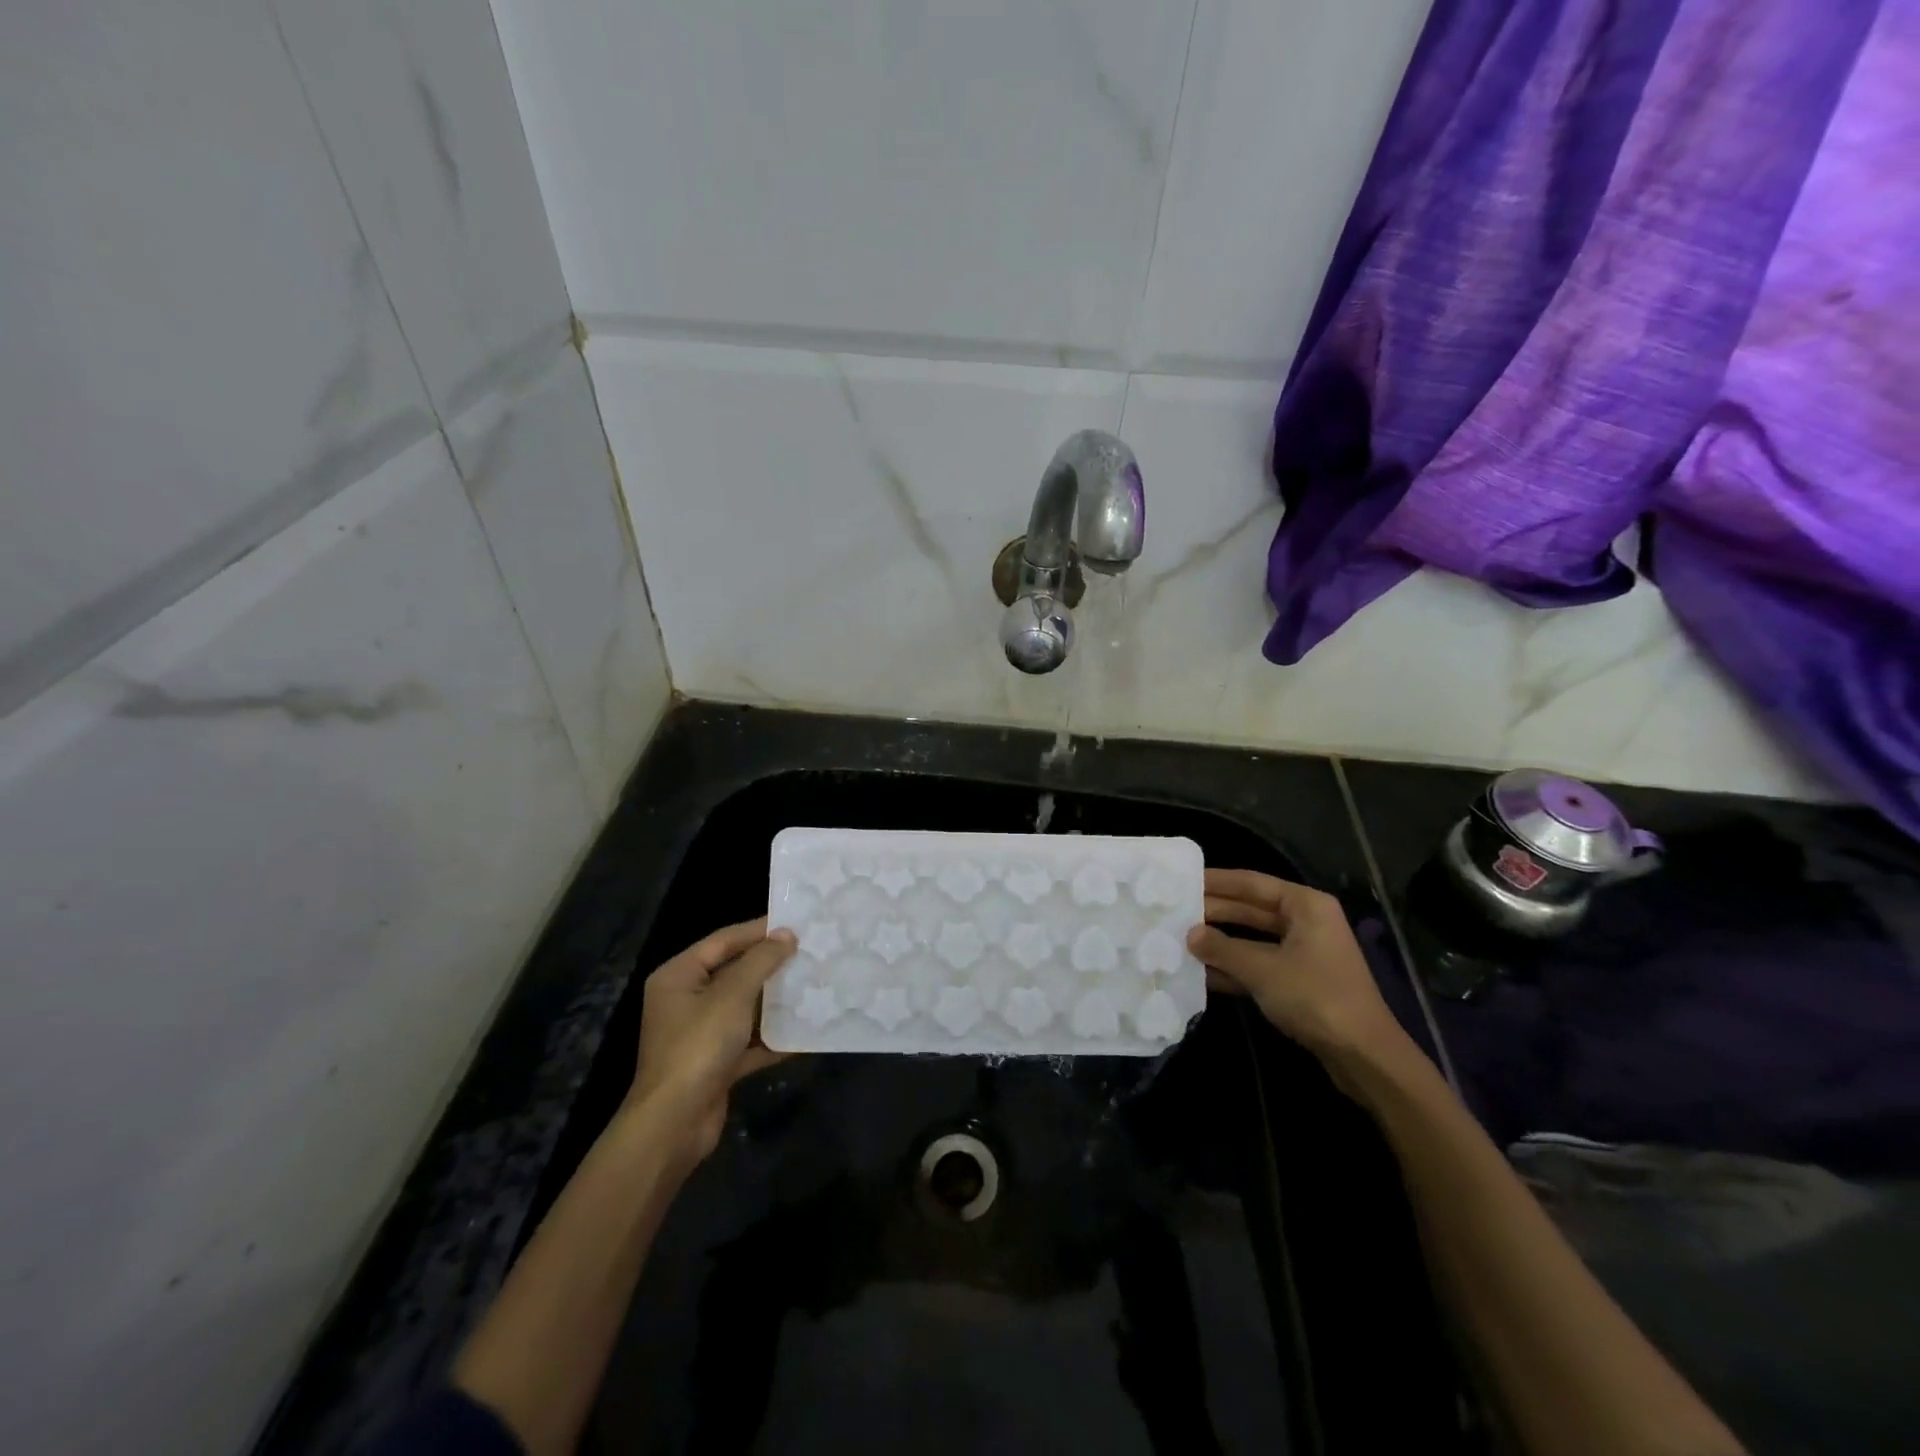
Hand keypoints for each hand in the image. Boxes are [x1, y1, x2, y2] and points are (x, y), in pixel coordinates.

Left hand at [626, 917, 795, 1166]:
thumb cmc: (699, 1046)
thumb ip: (761, 961)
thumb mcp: (732, 995)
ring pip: (745, 1007)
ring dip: (776, 1000)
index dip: (758, 930)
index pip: (723, 940)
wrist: (674, 1124)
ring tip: (814, 984)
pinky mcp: (716, 1063)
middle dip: (771, 965)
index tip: (796, 923)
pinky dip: (774, 1037)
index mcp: (679, 976)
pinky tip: (806, 1032)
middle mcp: (686, 1001)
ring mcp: (701, 1034)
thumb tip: (786, 935)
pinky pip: (750, 1041)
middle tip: (810, 952)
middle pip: (734, 972)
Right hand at [1187, 869, 1408, 1068]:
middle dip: (1214, 913)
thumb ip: (1222, 948)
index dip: (1216, 881)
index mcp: (1305, 905)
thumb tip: (1189, 934)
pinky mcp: (1300, 982)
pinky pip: (1260, 964)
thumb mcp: (1262, 969)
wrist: (1364, 1055)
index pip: (1252, 883)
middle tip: (1174, 912)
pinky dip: (1234, 968)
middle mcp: (1306, 922)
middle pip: (1251, 909)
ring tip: (1180, 939)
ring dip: (1220, 942)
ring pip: (1253, 939)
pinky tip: (1201, 973)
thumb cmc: (1315, 997)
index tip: (1182, 880)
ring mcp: (1304, 953)